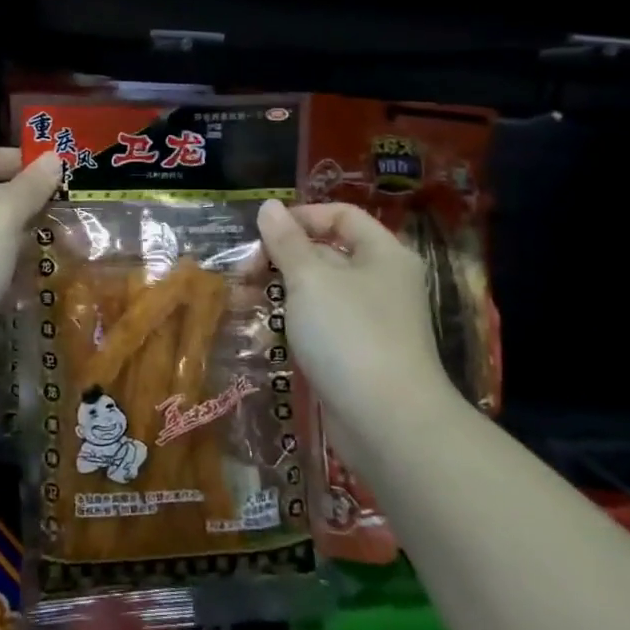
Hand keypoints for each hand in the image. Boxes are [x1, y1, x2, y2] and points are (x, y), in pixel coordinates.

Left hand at [0, 147, 62, 358]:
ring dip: (18, 244)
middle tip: (64, 212)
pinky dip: (4, 276)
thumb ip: (29, 187)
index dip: (17, 161)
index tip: (57, 171)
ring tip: (59, 247)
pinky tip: (32, 285)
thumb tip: (54, 158)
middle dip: (23, 207)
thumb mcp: (0, 216)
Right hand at [256, 199, 451, 422]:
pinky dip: (294, 320)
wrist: (389, 424)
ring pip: (320, 291)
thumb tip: (269, 206)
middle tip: (243, 271)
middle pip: (328, 252)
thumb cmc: (349, 334)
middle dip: (282, 256)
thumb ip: (286, 241)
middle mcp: (383, 282)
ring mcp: (373, 321)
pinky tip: (263, 329)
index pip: (341, 215)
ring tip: (241, 298)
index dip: (302, 216)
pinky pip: (323, 324)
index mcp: (383, 254)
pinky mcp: (359, 355)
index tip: (263, 233)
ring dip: (281, 290)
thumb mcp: (310, 279)